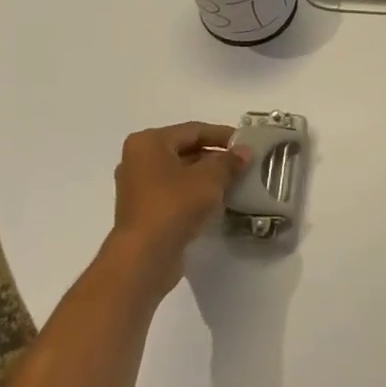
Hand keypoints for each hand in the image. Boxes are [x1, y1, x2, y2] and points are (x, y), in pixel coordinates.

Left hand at [112, 121, 246, 284]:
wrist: (144, 257)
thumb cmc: (175, 205)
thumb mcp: (209, 178)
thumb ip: (229, 161)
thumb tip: (244, 151)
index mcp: (149, 142)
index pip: (194, 130)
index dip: (223, 135)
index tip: (247, 143)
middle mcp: (138, 160)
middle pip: (185, 150)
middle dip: (215, 156)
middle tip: (243, 163)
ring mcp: (138, 186)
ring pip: (180, 173)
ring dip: (207, 176)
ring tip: (235, 182)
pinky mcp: (143, 210)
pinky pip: (174, 192)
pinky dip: (195, 193)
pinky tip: (217, 201)